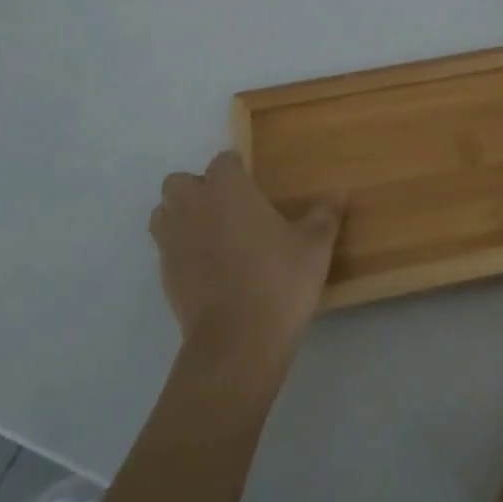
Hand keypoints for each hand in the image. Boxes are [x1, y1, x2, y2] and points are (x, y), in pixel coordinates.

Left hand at [148, 152, 342, 357]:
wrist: (238, 339)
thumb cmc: (279, 280)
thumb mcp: (314, 246)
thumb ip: (325, 214)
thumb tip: (339, 190)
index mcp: (228, 190)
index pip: (222, 162)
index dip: (236, 168)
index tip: (252, 181)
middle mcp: (193, 207)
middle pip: (180, 182)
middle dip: (198, 188)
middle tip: (228, 206)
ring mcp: (173, 242)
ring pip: (163, 213)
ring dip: (181, 215)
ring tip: (212, 233)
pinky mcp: (165, 275)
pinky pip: (166, 248)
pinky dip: (181, 249)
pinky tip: (209, 267)